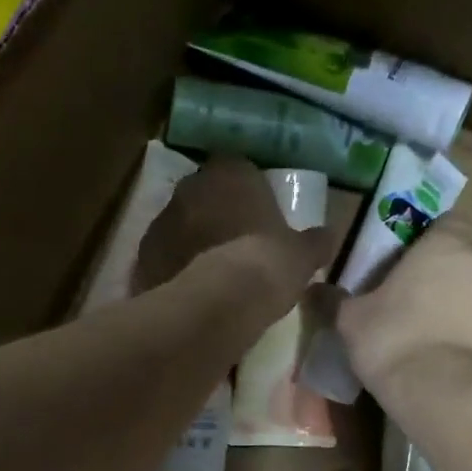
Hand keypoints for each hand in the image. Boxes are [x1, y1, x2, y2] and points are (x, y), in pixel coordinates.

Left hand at [135, 156, 332, 300]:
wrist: (220, 302)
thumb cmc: (268, 263)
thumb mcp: (302, 254)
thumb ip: (314, 241)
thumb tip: (328, 236)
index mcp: (230, 173)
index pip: (237, 169)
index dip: (246, 192)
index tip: (256, 215)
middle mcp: (191, 186)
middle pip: (203, 194)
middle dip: (215, 213)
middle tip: (233, 242)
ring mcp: (162, 219)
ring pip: (179, 224)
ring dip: (191, 239)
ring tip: (210, 271)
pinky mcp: (143, 254)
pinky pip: (162, 256)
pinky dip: (173, 267)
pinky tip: (189, 289)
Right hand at [336, 220, 471, 392]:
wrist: (443, 393)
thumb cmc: (393, 339)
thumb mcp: (351, 320)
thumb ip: (336, 300)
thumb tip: (313, 290)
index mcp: (446, 245)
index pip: (449, 220)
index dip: (431, 238)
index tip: (411, 261)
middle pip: (470, 257)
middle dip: (449, 274)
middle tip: (420, 301)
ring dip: (469, 307)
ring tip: (441, 337)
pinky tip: (461, 362)